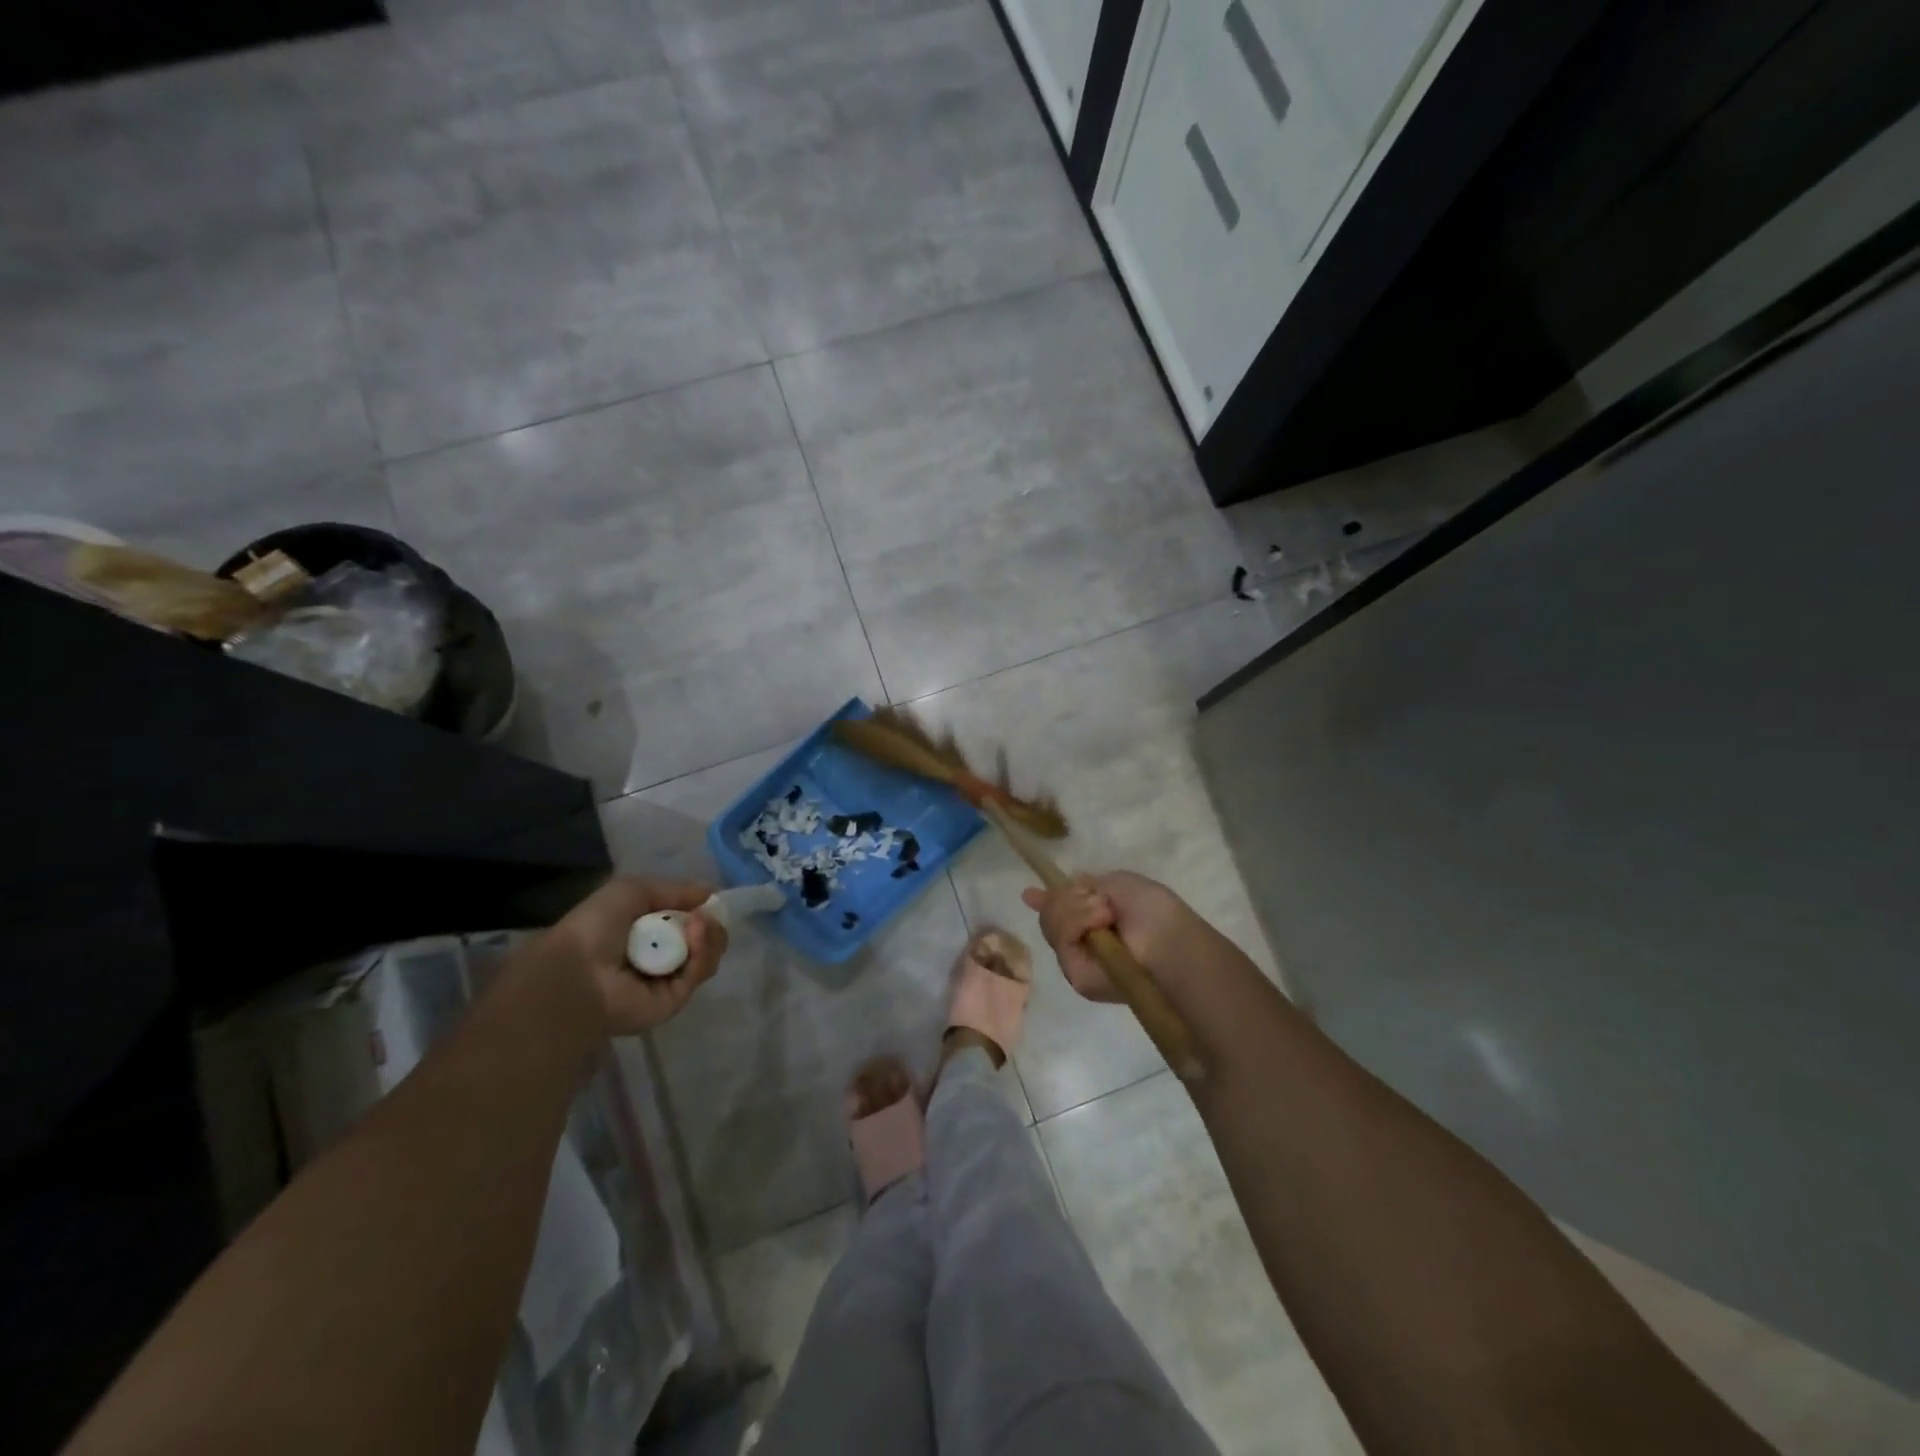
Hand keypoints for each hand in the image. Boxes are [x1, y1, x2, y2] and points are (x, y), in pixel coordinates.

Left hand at [547, 877, 727, 1034]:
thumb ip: (675, 890)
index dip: (701, 909)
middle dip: (710, 924)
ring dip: (708, 936)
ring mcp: (668, 980)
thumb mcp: (633, 890)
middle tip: (702, 917)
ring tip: (696, 925)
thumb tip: (710, 894)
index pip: (688, 920)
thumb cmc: (596, 926)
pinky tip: (695, 939)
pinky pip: (698, 974)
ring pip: (706, 956)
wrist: (577, 972)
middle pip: (704, 939)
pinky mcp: (674, 1001)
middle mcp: (659, 955)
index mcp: (646, 931)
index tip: (707, 902)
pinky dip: (702, 954)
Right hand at [1021, 871, 1200, 1001]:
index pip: (1063, 913)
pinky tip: (1100, 922)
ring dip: (1076, 909)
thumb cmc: (1152, 909)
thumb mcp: (1117, 883)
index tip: (1029, 894)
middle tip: (1097, 899)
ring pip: (1051, 925)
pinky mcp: (1077, 976)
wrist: (1168, 939)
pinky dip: (1077, 923)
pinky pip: (1061, 939)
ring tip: (1106, 912)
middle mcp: (1085, 942)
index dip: (1047, 902)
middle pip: (1051, 915)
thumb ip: (1087, 885)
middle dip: (1066, 899)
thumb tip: (1069, 881)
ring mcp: (1079, 960)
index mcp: (1097, 921)